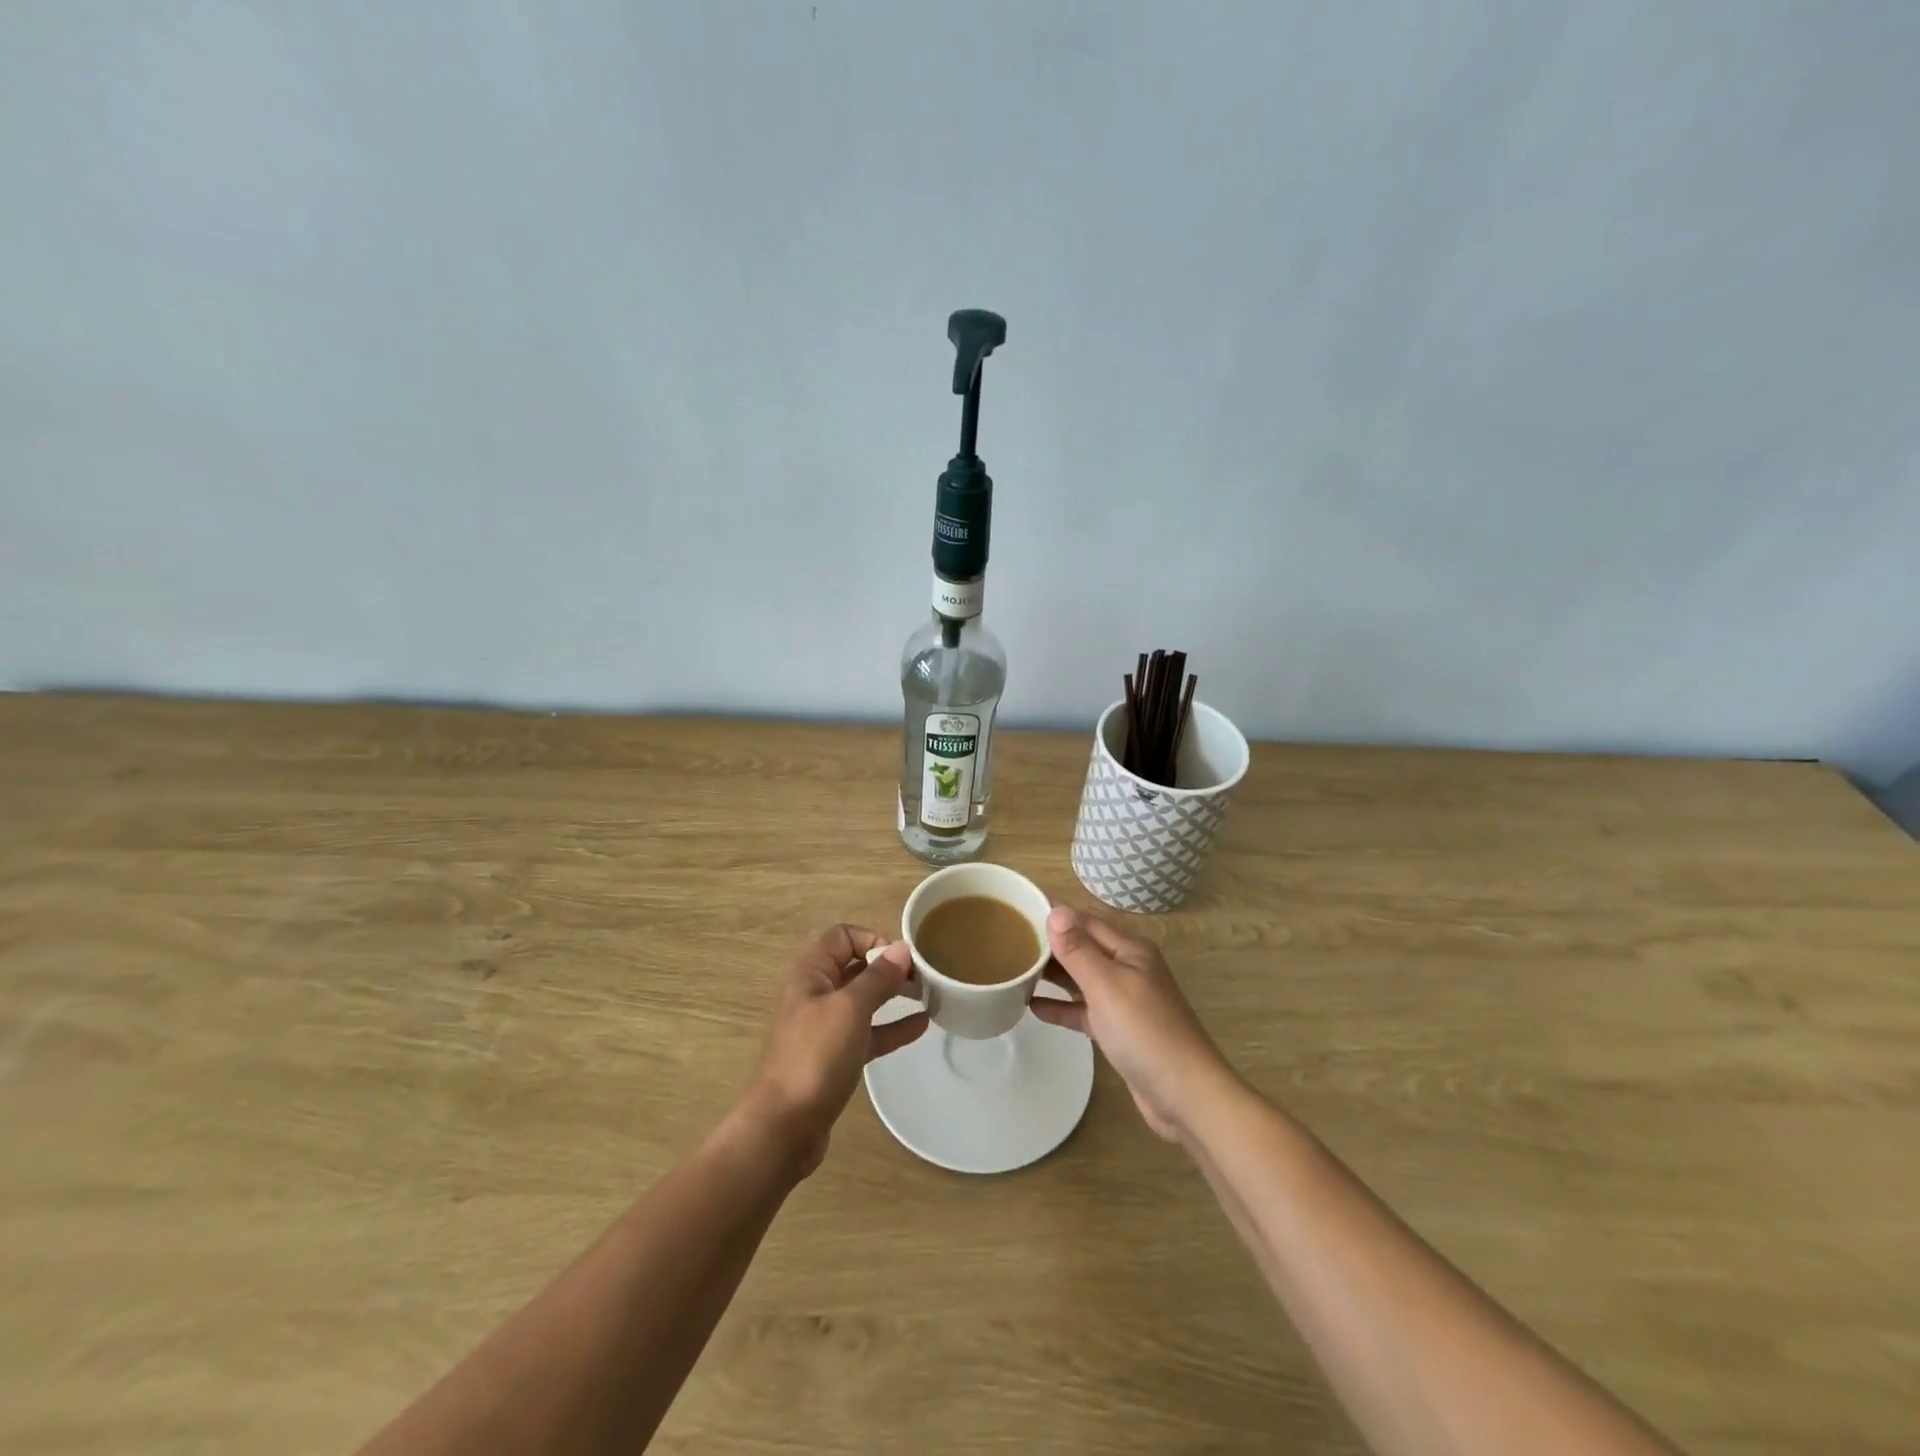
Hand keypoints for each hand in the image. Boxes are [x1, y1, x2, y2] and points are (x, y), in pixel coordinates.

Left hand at [740, 926, 928, 1175]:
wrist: (784, 1128)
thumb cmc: (815, 1057)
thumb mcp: (850, 1009)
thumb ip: (877, 978)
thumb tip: (902, 949)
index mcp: (811, 975)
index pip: (842, 937)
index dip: (872, 939)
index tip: (902, 959)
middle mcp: (816, 995)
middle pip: (855, 967)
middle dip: (889, 967)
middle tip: (924, 977)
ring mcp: (825, 1028)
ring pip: (864, 1001)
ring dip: (893, 995)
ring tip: (928, 996)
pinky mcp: (835, 1058)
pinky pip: (868, 1033)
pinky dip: (892, 1027)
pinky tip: (921, 1026)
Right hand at [1031, 906, 1235, 1141]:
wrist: (1186, 1095)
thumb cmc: (1146, 1032)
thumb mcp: (1107, 985)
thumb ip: (1078, 950)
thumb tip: (1055, 911)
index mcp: (1129, 950)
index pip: (1084, 920)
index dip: (1053, 913)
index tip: (1017, 908)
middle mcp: (1127, 968)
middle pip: (1082, 947)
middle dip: (1049, 942)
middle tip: (1008, 940)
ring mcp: (1124, 1000)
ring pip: (1081, 978)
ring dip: (1052, 973)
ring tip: (1015, 968)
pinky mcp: (1118, 1030)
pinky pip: (1084, 1009)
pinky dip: (1062, 1006)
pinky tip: (1033, 1007)